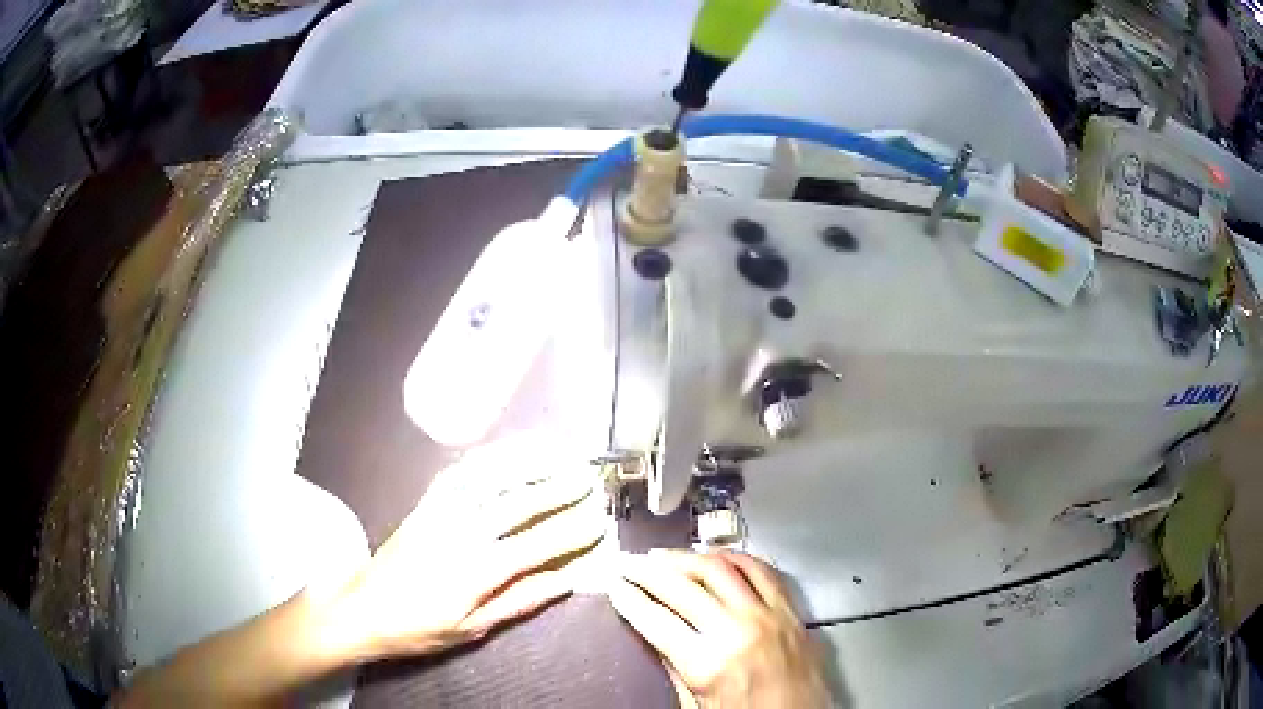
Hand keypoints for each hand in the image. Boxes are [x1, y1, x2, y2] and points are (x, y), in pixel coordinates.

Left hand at [327, 434, 605, 660]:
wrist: (363, 608)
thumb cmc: (420, 627)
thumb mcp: (473, 628)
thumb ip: (520, 601)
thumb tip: (565, 581)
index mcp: (478, 570)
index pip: (537, 545)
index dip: (571, 532)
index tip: (598, 520)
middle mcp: (463, 532)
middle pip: (519, 503)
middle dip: (558, 488)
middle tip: (587, 477)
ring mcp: (441, 512)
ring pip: (491, 479)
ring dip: (528, 463)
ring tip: (557, 452)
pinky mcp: (425, 504)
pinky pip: (459, 473)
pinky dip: (487, 459)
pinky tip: (506, 452)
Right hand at [608, 550, 830, 708]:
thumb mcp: (698, 706)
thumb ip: (675, 670)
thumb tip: (656, 636)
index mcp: (709, 664)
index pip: (656, 619)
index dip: (629, 598)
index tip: (615, 586)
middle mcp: (738, 631)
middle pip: (682, 587)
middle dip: (647, 571)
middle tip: (628, 564)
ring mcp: (768, 616)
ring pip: (719, 569)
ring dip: (685, 557)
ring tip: (663, 556)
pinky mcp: (790, 611)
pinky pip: (761, 570)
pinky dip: (735, 558)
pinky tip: (717, 556)